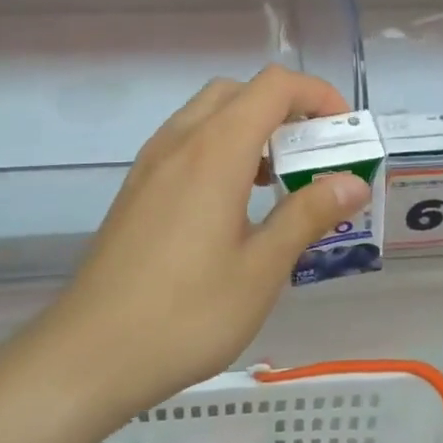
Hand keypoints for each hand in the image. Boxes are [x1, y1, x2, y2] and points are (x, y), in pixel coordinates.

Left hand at [43, 66, 370, 413]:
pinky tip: (232, 205)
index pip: (275, 87)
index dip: (317, 96)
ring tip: (276, 181)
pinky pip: (186, 143)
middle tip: (312, 154)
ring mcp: (151, 164)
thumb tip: (353, 182)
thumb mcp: (261, 269)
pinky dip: (220, 149)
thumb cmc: (187, 314)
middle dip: (285, 109)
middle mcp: (180, 142)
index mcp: (215, 151)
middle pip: (239, 92)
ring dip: (250, 128)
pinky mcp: (136, 189)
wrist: (89, 355)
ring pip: (208, 115)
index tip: (344, 134)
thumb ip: (308, 215)